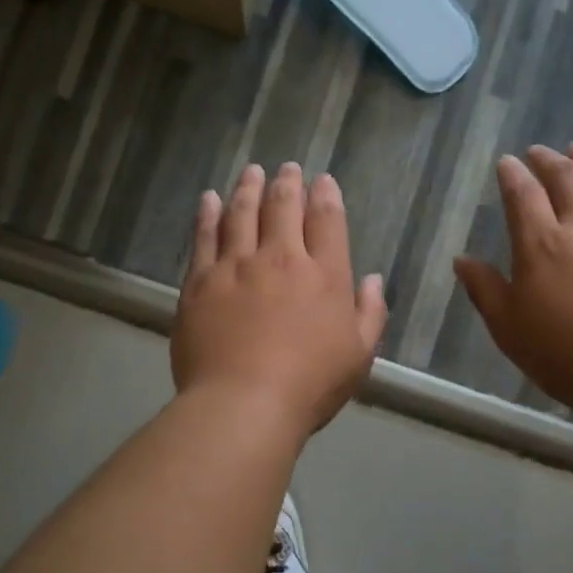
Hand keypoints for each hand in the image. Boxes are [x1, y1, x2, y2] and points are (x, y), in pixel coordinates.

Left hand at [173, 163, 388, 436]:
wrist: (243, 404)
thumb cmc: (309, 385)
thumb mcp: (359, 356)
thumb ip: (370, 313)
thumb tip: (371, 279)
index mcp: (324, 275)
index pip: (327, 220)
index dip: (325, 195)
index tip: (322, 181)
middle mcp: (280, 259)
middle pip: (283, 207)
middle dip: (288, 182)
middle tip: (287, 167)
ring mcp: (236, 266)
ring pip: (242, 213)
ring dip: (248, 188)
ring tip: (252, 171)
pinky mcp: (200, 282)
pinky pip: (204, 237)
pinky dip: (207, 214)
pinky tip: (209, 199)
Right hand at [454, 142, 572, 424]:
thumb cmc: (564, 355)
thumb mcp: (508, 328)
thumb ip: (484, 289)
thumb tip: (462, 259)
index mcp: (541, 244)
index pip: (522, 195)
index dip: (513, 174)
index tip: (507, 162)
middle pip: (567, 179)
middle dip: (549, 160)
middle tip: (540, 151)